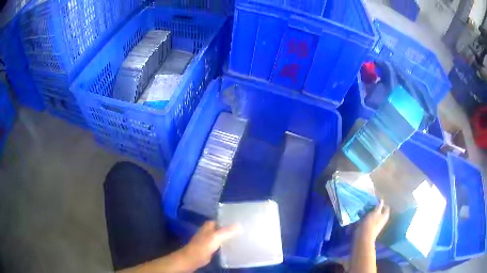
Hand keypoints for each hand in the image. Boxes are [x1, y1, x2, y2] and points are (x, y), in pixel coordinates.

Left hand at [180, 221, 239, 269]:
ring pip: (224, 235)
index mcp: (210, 224)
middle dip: (233, 229)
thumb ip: (227, 231)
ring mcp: (211, 239)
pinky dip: (228, 243)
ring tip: (244, 237)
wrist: (194, 258)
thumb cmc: (203, 246)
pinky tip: (237, 245)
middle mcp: (210, 230)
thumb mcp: (216, 237)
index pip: (223, 219)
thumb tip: (240, 225)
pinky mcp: (212, 247)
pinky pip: (223, 243)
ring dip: (231, 236)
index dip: (232, 220)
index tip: (244, 221)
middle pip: (224, 227)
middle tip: (246, 230)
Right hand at [355, 199, 389, 243]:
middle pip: (379, 211)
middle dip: (373, 208)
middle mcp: (382, 219)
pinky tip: (361, 218)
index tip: (373, 203)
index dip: (381, 204)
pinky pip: (369, 220)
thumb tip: (382, 200)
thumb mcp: (375, 212)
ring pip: (373, 215)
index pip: (386, 206)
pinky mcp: (370, 228)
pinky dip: (366, 218)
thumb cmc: (370, 224)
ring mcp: (376, 224)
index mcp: (385, 215)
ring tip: (362, 212)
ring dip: (369, 213)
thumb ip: (379, 206)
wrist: (363, 238)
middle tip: (367, 207)